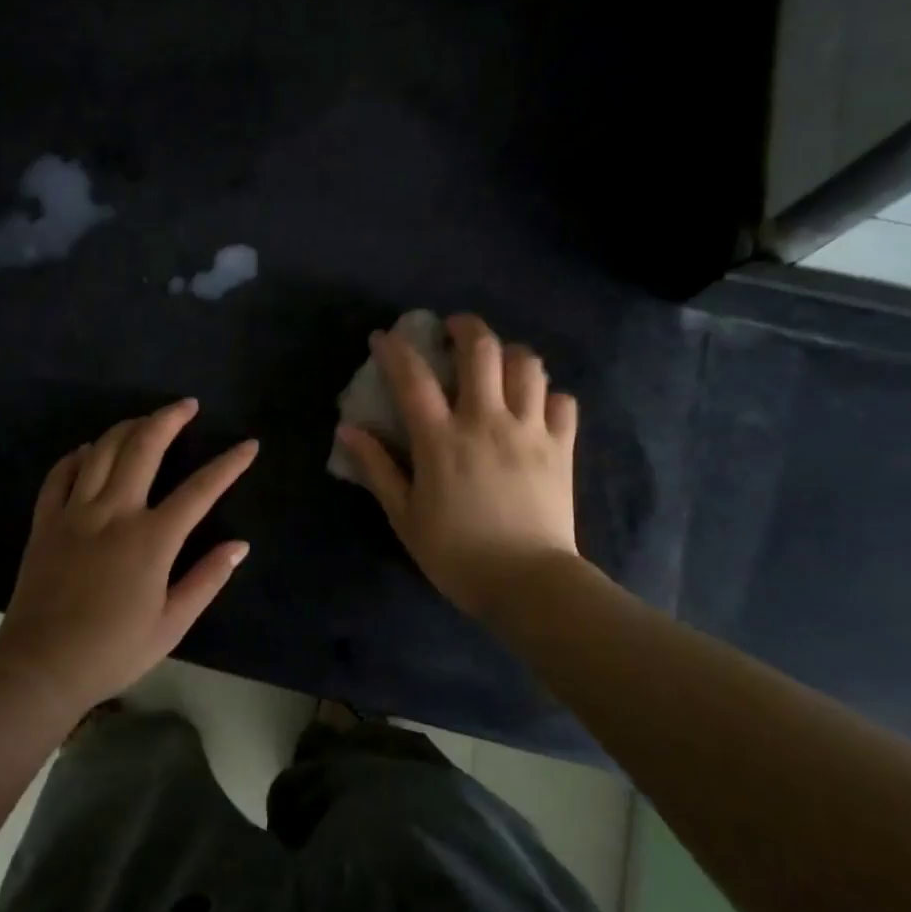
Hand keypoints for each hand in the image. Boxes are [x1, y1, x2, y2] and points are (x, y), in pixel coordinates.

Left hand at [0, 400, 258, 715]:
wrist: (40, 667)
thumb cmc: (113, 650)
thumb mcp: (172, 624)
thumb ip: (207, 579)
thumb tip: (240, 545)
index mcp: (152, 539)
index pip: (200, 490)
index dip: (229, 464)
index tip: (248, 444)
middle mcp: (114, 512)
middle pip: (144, 447)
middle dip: (169, 418)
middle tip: (188, 405)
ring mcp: (75, 512)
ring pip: (102, 450)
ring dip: (127, 427)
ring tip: (145, 419)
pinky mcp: (46, 521)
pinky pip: (61, 473)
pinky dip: (79, 455)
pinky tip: (90, 450)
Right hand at [337, 313, 578, 621]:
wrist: (529, 583)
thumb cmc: (457, 554)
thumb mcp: (405, 516)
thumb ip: (377, 468)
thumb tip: (348, 430)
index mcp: (441, 439)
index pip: (413, 378)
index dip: (395, 350)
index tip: (383, 337)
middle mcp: (486, 421)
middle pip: (482, 350)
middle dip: (465, 327)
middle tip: (453, 329)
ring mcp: (529, 430)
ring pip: (527, 365)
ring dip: (509, 353)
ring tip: (497, 362)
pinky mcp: (561, 447)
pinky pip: (562, 401)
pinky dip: (548, 394)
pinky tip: (536, 404)